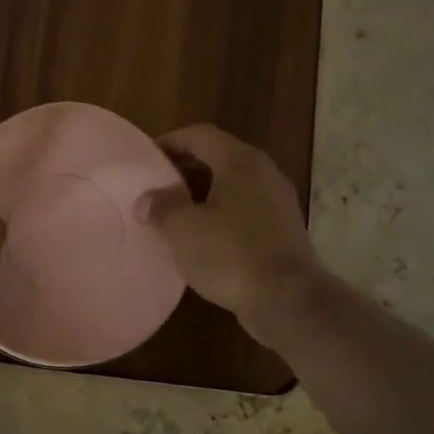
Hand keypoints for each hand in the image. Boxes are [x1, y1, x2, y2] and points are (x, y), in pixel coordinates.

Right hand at [139, 124, 322, 344]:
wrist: (287, 299)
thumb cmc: (230, 253)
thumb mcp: (183, 229)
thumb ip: (161, 207)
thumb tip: (147, 200)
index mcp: (240, 161)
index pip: (200, 135)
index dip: (171, 142)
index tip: (147, 158)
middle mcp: (264, 173)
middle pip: (218, 158)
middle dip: (185, 170)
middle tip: (157, 187)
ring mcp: (278, 202)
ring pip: (233, 187)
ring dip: (203, 195)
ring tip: (175, 214)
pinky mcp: (284, 231)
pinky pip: (245, 211)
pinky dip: (221, 216)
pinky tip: (203, 239)